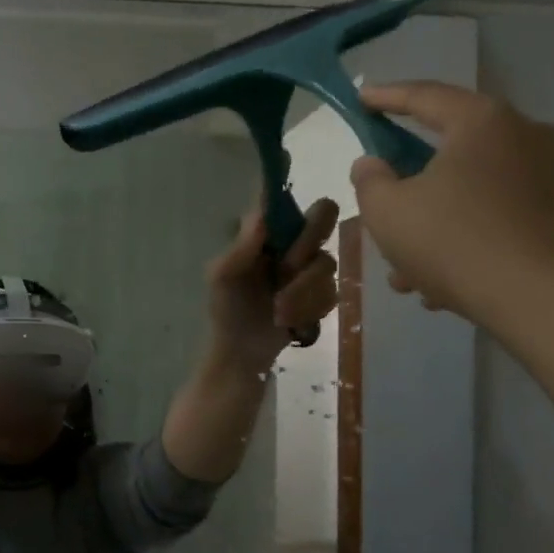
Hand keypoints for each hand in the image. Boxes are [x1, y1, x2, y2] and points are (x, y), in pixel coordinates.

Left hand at [205, 196, 340, 365]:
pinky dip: (310, 310)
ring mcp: (310, 267)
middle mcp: (292, 242)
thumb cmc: (226, 309)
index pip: (283, 201)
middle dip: (307, 244)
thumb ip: (240, 249)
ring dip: (302, 291)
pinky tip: (290, 323)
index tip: (285, 214)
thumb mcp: (222, 278)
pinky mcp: (323, 294)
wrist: (241, 353)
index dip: (289, 199)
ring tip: (278, 312)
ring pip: (327, 262)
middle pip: (323, 215)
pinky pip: (332, 292)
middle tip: (287, 268)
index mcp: (265, 233)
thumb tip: (260, 216)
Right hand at [349, 82, 553, 322]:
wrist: (541, 298)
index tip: (364, 99)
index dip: (388, 98)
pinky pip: (520, 215)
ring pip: (488, 190)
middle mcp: (532, 133)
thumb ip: (370, 181)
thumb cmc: (453, 243)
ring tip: (423, 270)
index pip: (426, 97)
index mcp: (482, 123)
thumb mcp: (387, 213)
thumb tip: (372, 163)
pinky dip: (490, 234)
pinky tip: (470, 272)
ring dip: (450, 221)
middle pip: (458, 151)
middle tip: (393, 214)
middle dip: (419, 186)